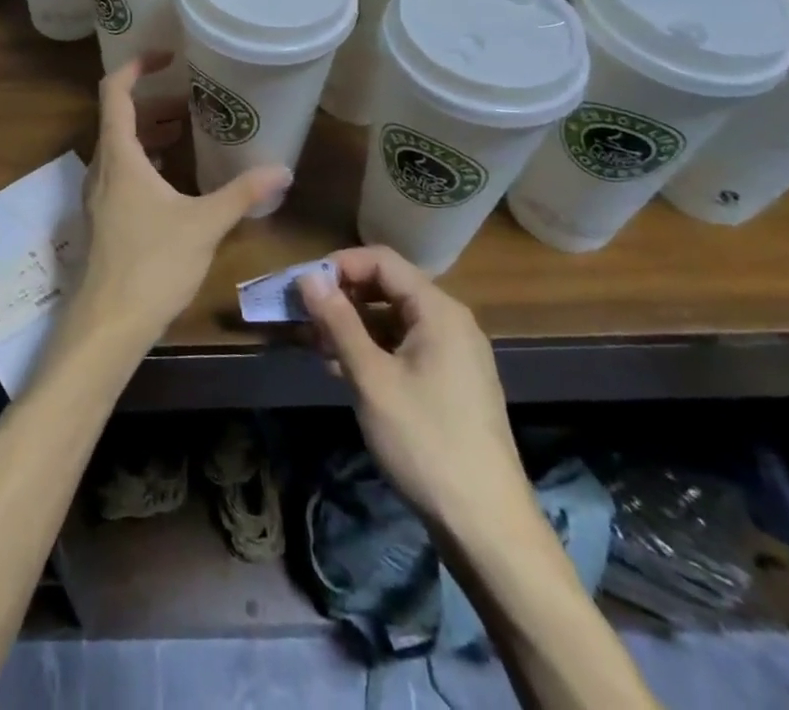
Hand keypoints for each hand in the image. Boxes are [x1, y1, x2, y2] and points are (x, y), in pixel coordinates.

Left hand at [75, 55, 289, 348]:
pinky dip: (145, 160)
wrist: (109, 322)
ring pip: (120, 146)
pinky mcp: (102, 217)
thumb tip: (283, 169)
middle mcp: (101, 167)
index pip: (116, 91)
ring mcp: (98, 194)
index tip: (168, 56)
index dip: (137, 66)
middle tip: (192, 99)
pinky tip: (174, 176)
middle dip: (154, 102)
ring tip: (187, 129)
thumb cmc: (153, 263)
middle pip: (120, 117)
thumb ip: (242, 193)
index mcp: (119, 155)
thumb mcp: (204, 224)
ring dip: (150, 131)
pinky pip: (121, 171)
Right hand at [298, 246, 530, 534]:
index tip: (301, 288)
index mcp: (438, 311)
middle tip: (300, 316)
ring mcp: (452, 353)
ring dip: (350, 326)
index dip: (337, 266)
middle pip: (386, 287)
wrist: (487, 528)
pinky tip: (340, 369)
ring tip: (312, 345)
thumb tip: (308, 277)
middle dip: (340, 297)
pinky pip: (402, 347)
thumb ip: (338, 322)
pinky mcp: (449, 382)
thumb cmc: (425, 442)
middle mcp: (449, 322)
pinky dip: (370, 349)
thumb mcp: (372, 379)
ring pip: (391, 320)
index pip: (380, 261)